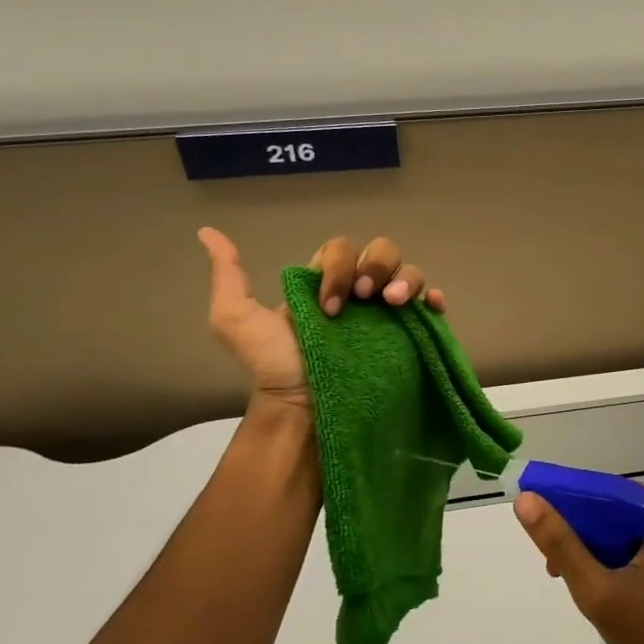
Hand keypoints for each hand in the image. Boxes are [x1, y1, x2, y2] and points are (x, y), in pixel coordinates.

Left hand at [197, 230, 446, 411]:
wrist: (304, 410)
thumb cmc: (274, 367)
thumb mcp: (237, 320)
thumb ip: (229, 277)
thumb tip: (208, 232)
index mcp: (327, 283)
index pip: (343, 249)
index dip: (339, 267)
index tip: (329, 305)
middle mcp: (360, 293)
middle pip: (382, 251)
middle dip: (376, 266)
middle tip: (364, 298)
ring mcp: (388, 314)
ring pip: (409, 272)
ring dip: (405, 280)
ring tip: (393, 305)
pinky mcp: (410, 334)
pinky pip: (432, 305)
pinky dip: (434, 298)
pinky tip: (429, 306)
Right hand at [513, 486, 643, 643]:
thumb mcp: (597, 590)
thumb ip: (560, 544)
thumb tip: (525, 499)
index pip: (601, 491)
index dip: (565, 506)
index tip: (538, 533)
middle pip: (610, 508)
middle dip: (578, 534)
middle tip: (553, 568)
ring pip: (618, 527)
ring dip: (591, 549)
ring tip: (570, 580)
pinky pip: (632, 542)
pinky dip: (610, 558)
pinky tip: (597, 585)